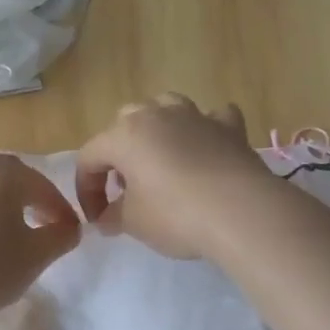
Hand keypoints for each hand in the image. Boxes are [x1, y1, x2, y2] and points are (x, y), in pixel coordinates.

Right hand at [74, 94, 275, 259]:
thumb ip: (112, 216)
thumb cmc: (175, 215)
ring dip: (157, 128)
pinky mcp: (229, 127)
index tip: (96, 218)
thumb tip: (105, 218)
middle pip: (124, 123)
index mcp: (124, 135)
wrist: (242, 212)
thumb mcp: (133, 223)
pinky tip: (207, 147)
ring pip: (165, 106)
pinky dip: (205, 129)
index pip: (89, 157)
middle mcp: (156, 115)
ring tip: (160, 159)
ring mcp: (195, 116)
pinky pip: (212, 118)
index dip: (86, 190)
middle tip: (125, 188)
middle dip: (119, 153)